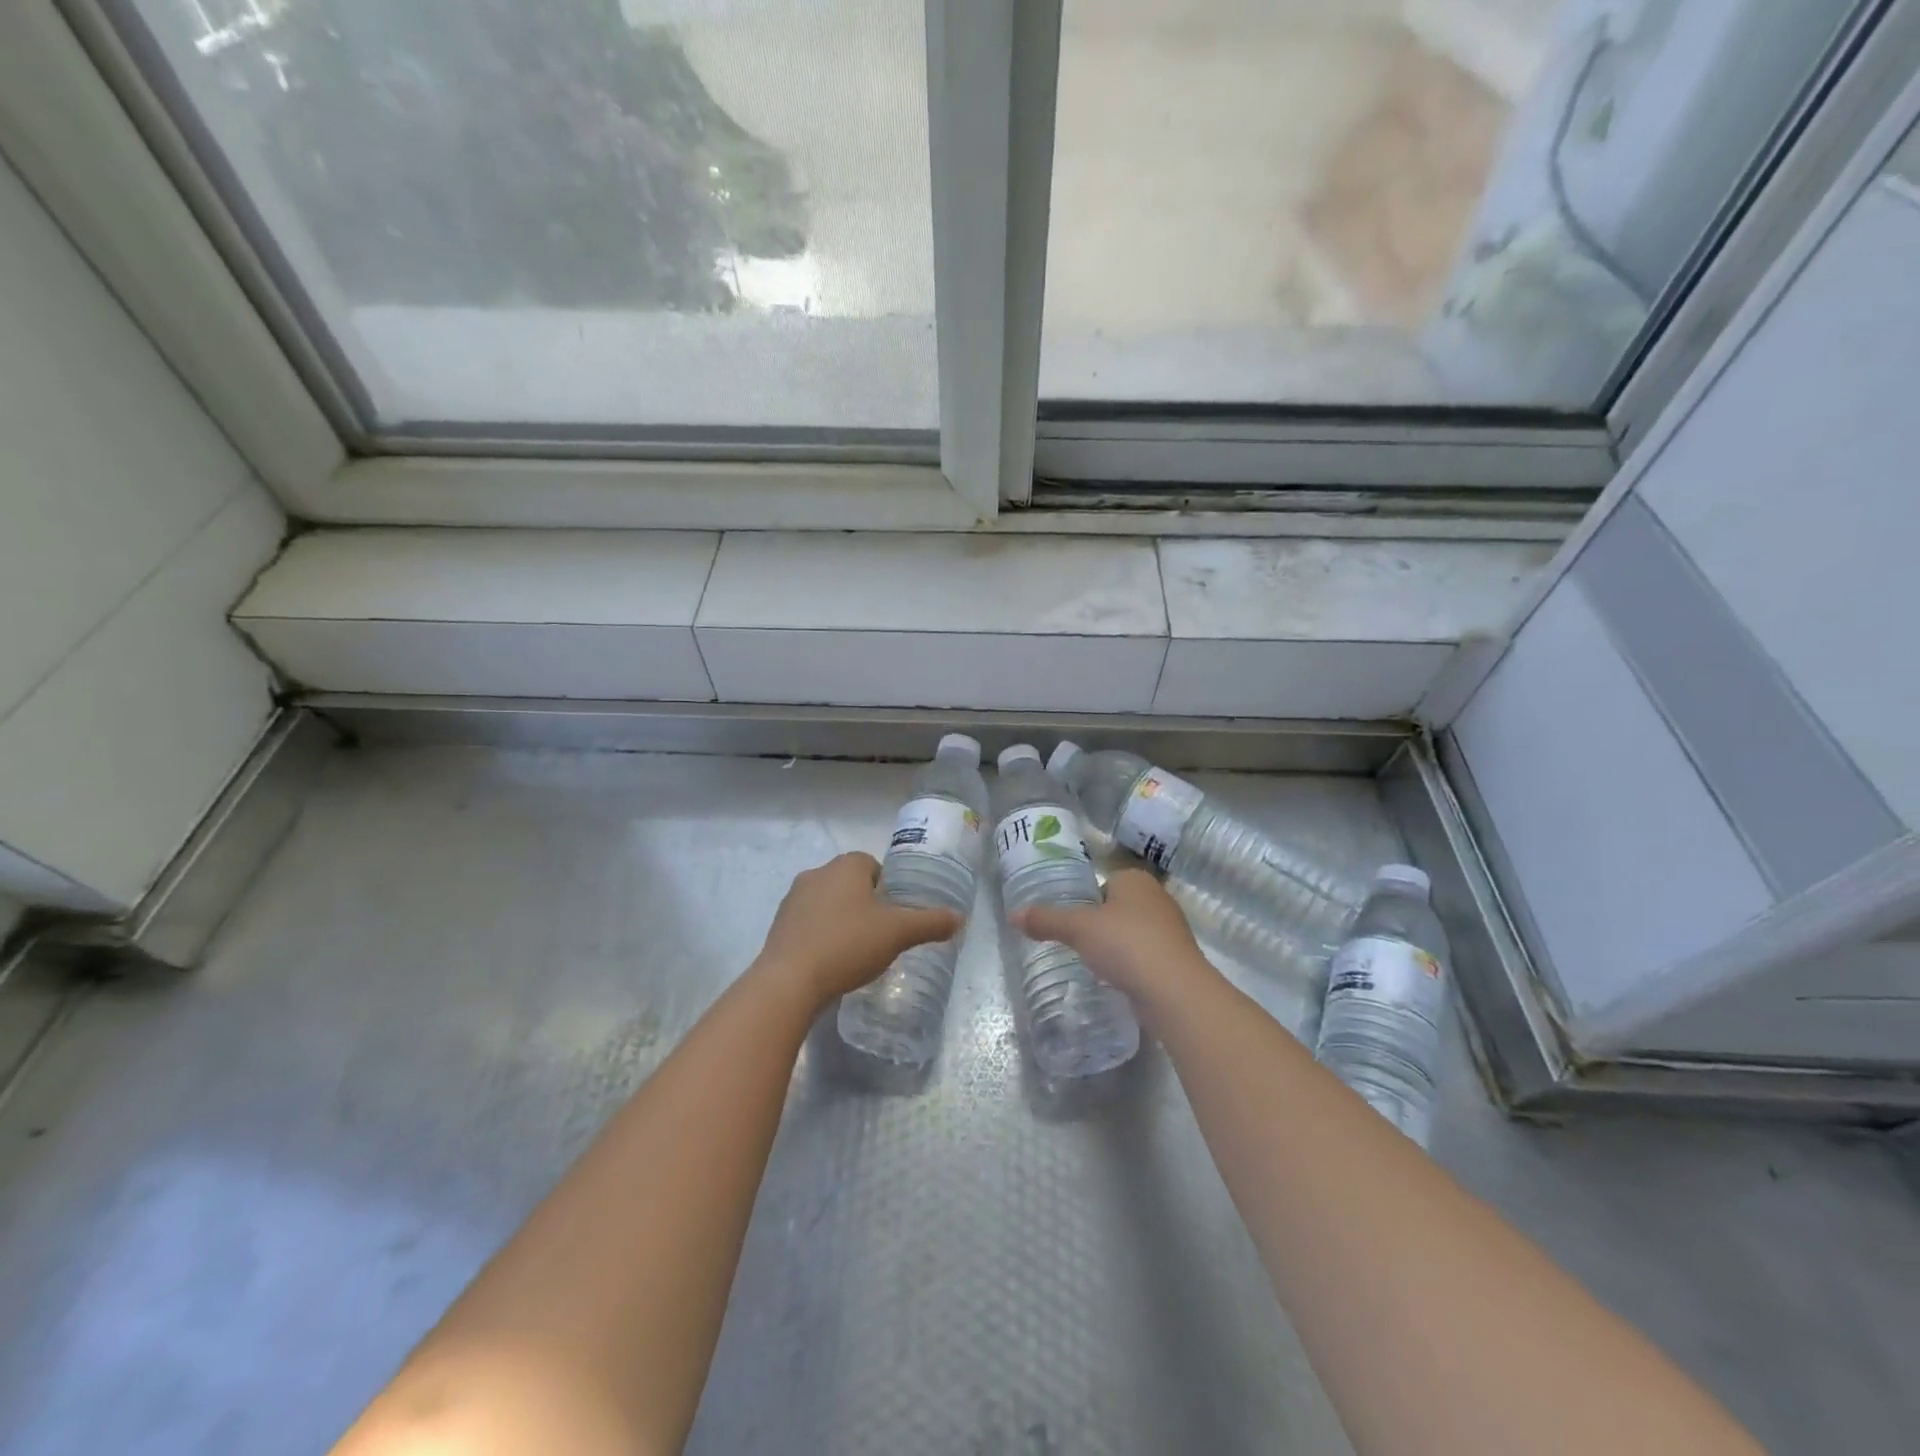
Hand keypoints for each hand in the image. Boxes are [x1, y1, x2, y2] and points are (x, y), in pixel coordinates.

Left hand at [754, 852, 963, 1006]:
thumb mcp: (898, 933)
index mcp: (845, 866)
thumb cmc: (848, 945)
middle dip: (865, 903)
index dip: (887, 887)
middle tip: (880, 934)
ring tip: (856, 951)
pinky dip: (821, 936)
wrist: (789, 981)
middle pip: (849, 883)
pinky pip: (808, 924)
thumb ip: (930, 922)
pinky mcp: (778, 926)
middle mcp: (816, 873)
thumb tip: (960, 917)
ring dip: (841, 919)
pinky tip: (831, 962)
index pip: (872, 865)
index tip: (895, 914)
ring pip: (827, 903)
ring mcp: (792, 899)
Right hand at [1012, 868, 1217, 1008]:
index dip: (1084, 898)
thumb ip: (1046, 919)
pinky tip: (1114, 980)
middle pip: (1117, 907)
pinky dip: (1129, 966)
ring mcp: (1170, 931)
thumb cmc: (1126, 944)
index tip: (1068, 918)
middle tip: (1073, 942)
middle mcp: (1157, 899)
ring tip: (1090, 963)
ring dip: (1115, 946)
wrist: (1174, 992)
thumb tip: (1013, 914)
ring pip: (1132, 933)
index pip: (1103, 882)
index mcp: (1136, 880)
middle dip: (1099, 923)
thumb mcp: (1078, 928)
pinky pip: (1143, 957)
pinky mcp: (1175, 961)